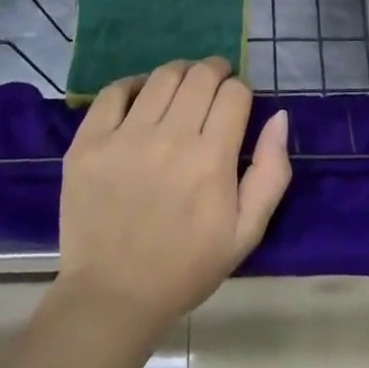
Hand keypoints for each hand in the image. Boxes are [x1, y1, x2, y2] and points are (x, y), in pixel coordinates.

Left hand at [56, 58, 290, 336]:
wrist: (113, 296)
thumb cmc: (186, 266)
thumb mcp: (246, 232)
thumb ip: (271, 172)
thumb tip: (279, 116)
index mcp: (211, 160)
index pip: (234, 93)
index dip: (241, 90)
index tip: (237, 101)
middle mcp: (169, 139)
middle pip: (200, 75)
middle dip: (214, 71)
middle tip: (214, 84)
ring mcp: (124, 138)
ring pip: (161, 76)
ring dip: (180, 73)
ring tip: (182, 87)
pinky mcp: (88, 142)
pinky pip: (113, 92)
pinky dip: (134, 85)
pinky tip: (142, 97)